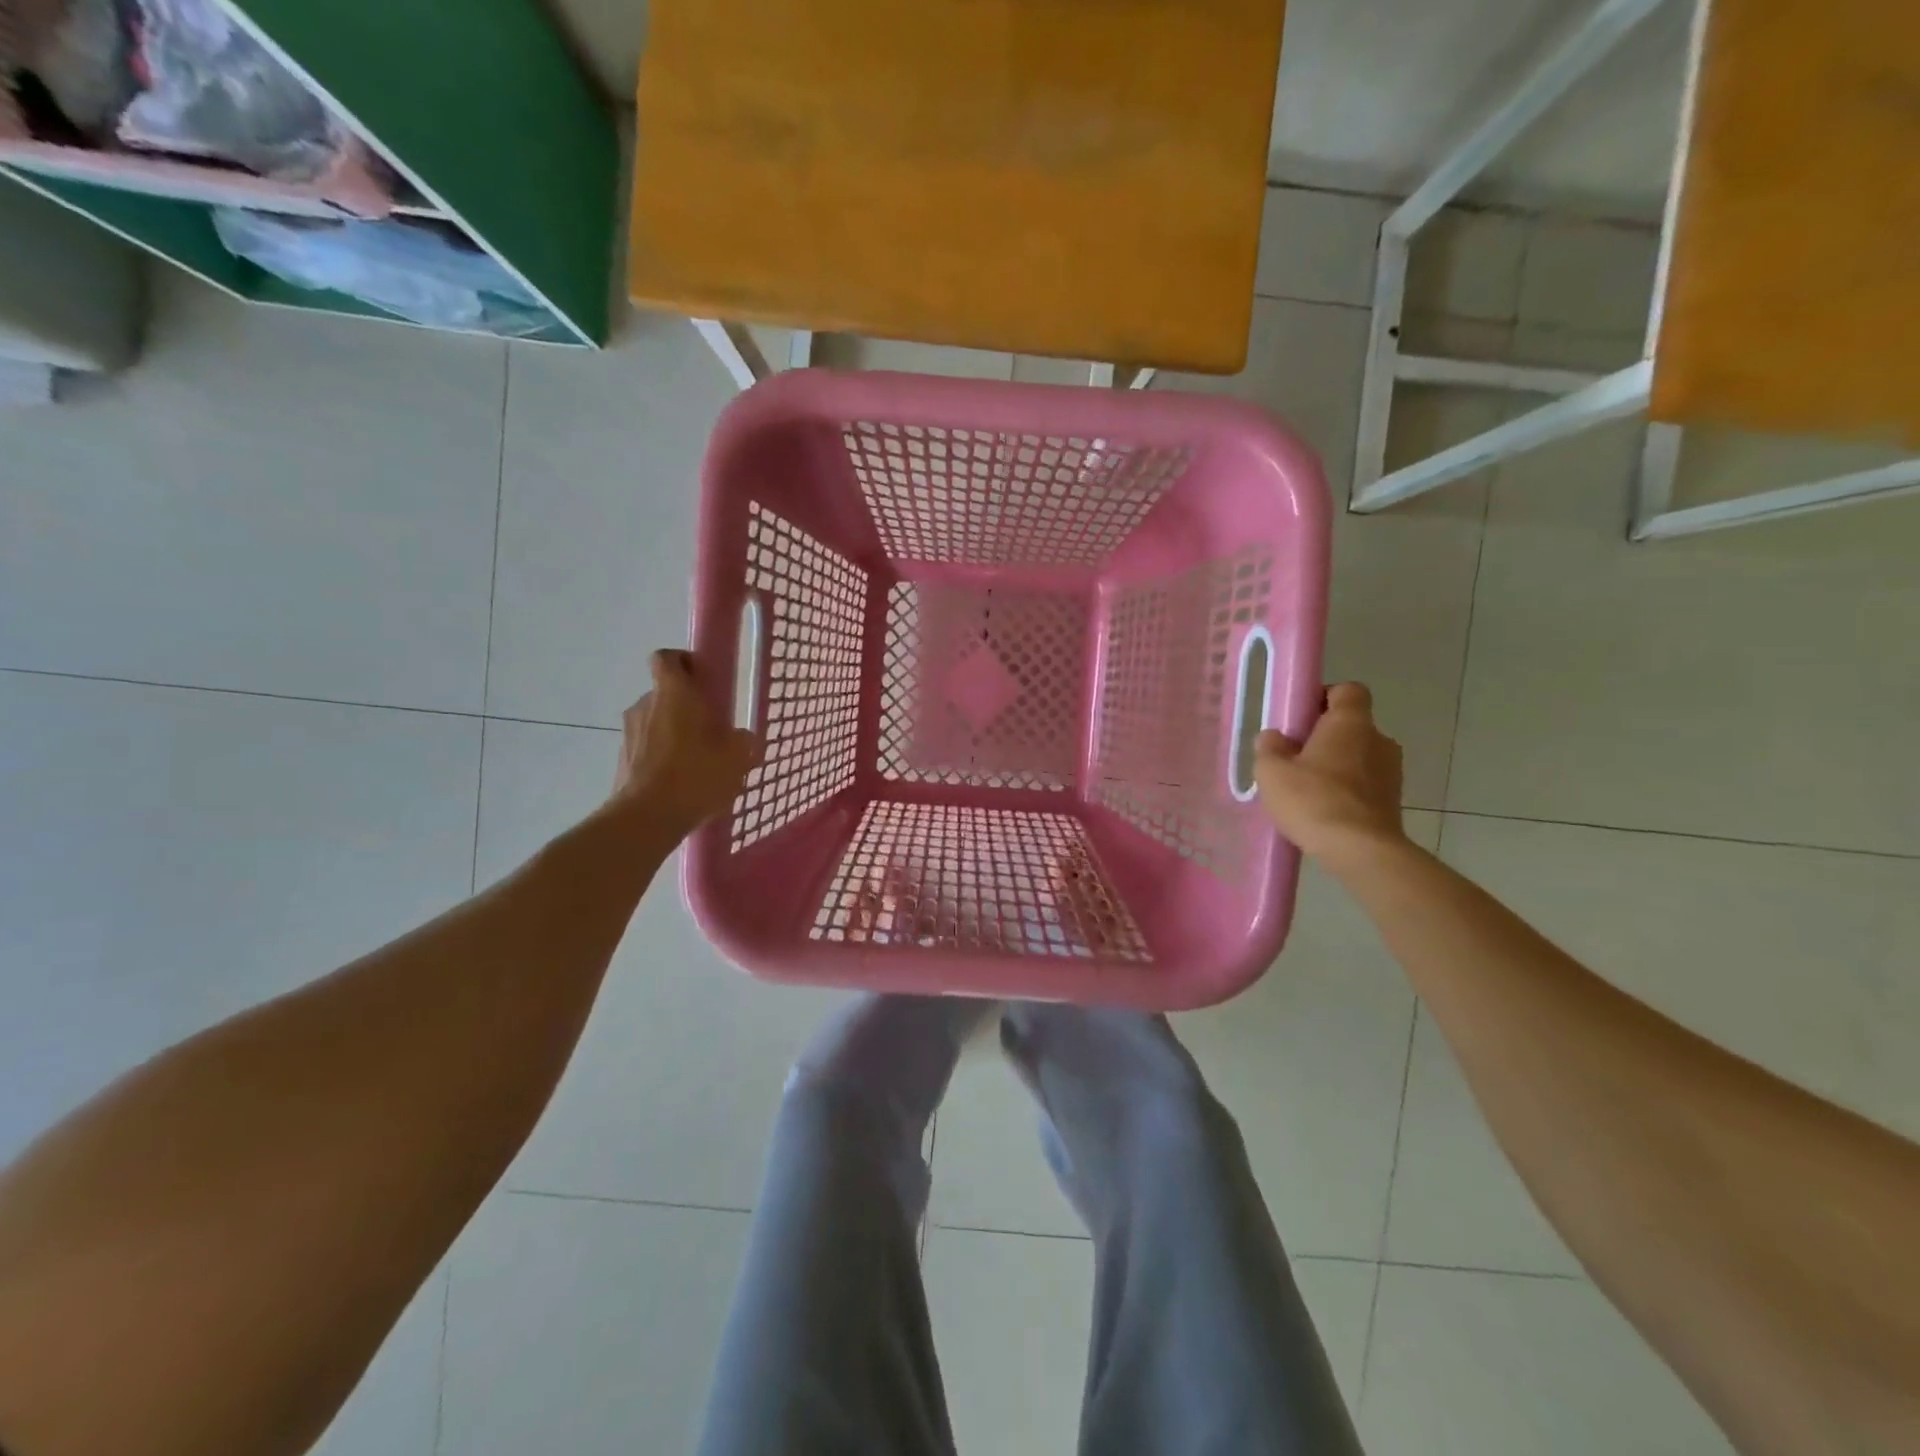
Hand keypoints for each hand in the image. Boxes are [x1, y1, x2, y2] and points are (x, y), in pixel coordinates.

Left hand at [612, 650, 761, 832]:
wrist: (646, 818)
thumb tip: (744, 738)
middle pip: (665, 693)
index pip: (667, 658)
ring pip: (656, 723)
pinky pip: (647, 749)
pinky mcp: (622, 760)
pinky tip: (682, 783)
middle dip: (686, 707)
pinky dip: (662, 757)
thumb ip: (743, 742)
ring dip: (675, 734)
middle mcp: (645, 705)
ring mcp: (629, 733)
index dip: (684, 662)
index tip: (704, 679)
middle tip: (711, 729)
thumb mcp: (736, 758)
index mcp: (673, 693)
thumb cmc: (695, 775)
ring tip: (698, 762)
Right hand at [1254, 683, 1405, 868]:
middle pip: (1351, 726)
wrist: (1360, 850)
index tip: (1301, 717)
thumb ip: (1270, 748)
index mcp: (1351, 722)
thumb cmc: (1313, 800)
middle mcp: (1379, 739)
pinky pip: (1365, 784)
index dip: (1324, 697)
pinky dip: (1347, 790)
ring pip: (1359, 756)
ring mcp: (1392, 771)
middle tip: (1295, 758)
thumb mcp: (1272, 771)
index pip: (1348, 691)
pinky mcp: (1394, 801)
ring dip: (1337, 766)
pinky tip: (1324, 810)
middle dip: (1325, 737)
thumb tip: (1275, 738)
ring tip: (1308, 790)